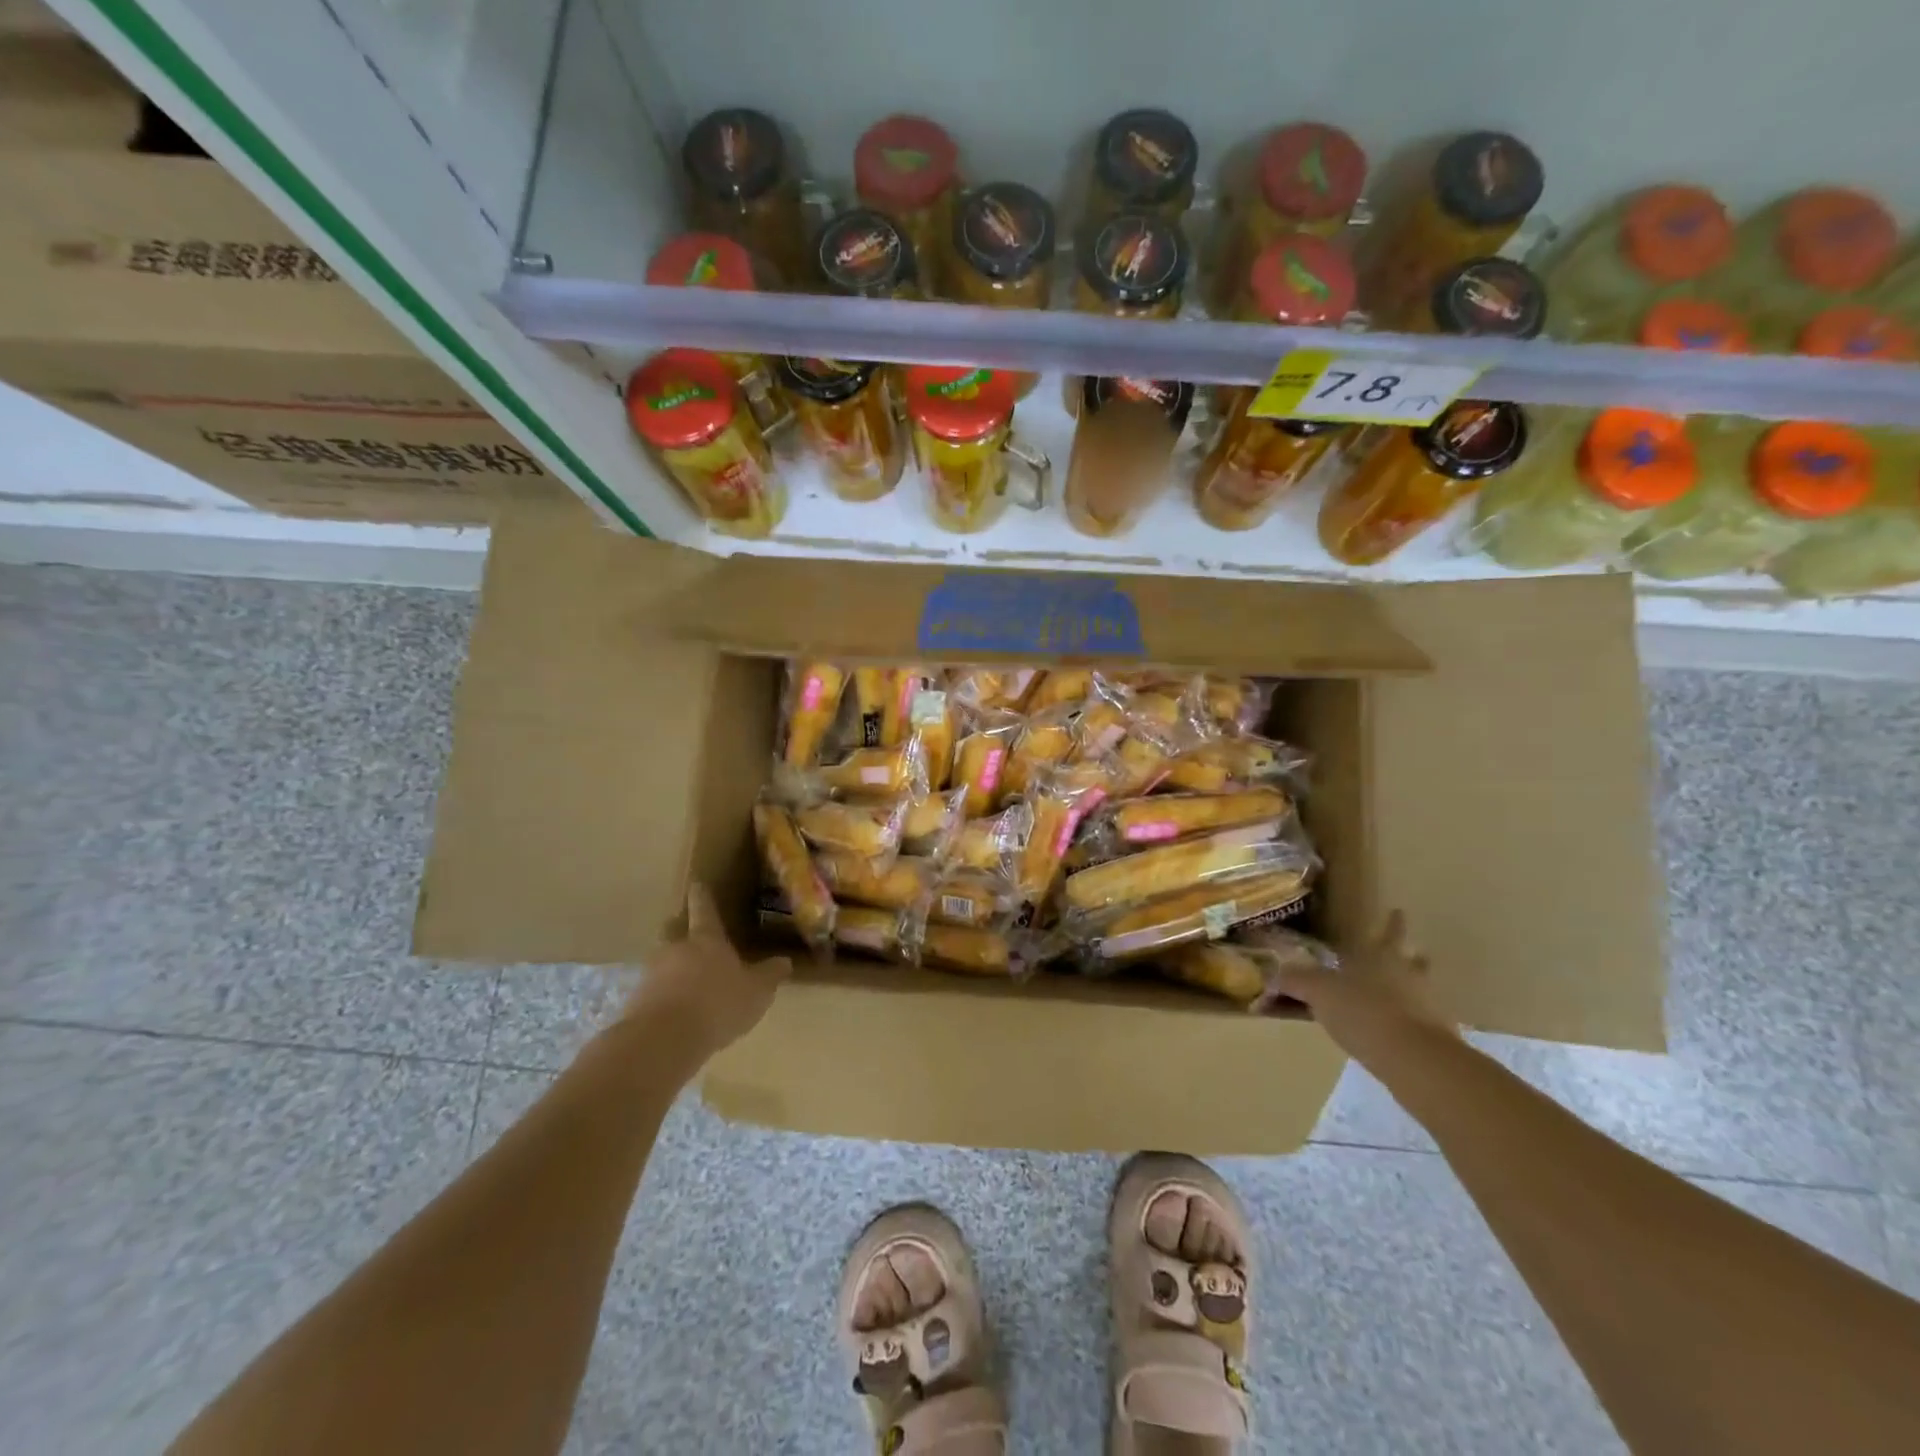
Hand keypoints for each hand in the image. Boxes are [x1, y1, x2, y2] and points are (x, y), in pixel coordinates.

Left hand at [624, 883, 791, 1058]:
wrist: (664, 1039)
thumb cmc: (718, 1004)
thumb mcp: (756, 992)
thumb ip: (769, 975)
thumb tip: (784, 961)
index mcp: (707, 940)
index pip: (704, 910)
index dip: (702, 896)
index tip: (696, 883)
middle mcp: (676, 948)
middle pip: (674, 931)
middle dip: (680, 930)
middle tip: (688, 936)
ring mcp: (652, 973)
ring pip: (662, 961)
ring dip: (671, 968)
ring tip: (683, 984)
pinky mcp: (635, 1000)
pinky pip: (651, 991)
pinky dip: (661, 997)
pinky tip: (672, 1013)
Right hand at [1274, 911, 1456, 1066]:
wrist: (1413, 1060)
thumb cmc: (1363, 1011)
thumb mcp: (1318, 991)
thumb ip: (1295, 980)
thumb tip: (1272, 976)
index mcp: (1381, 956)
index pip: (1389, 932)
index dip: (1393, 922)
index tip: (1399, 910)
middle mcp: (1408, 975)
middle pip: (1413, 959)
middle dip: (1408, 956)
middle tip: (1405, 953)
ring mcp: (1426, 1006)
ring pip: (1417, 990)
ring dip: (1407, 990)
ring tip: (1390, 996)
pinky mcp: (1433, 1038)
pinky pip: (1416, 1021)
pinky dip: (1404, 1022)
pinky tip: (1388, 1031)